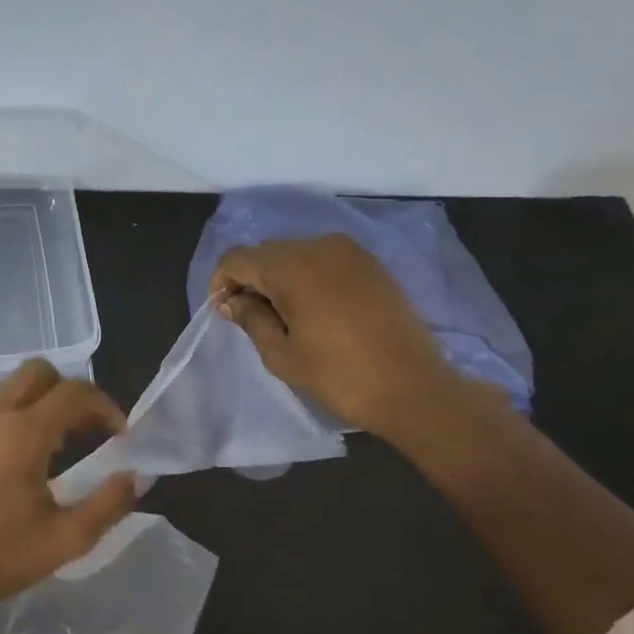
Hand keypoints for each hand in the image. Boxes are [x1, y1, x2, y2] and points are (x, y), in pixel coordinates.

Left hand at [0, 360, 139, 617]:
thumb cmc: (4, 558)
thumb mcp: (69, 539)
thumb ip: (110, 503)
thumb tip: (135, 476)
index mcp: (22, 434)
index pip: (74, 393)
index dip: (106, 407)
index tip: (120, 435)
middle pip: (37, 372)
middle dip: (69, 391)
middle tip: (86, 429)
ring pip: (8, 389)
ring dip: (39, 403)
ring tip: (55, 445)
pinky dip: (10, 421)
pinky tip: (15, 463)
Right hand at [211, 234, 471, 440]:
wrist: (412, 386)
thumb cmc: (339, 376)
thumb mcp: (282, 354)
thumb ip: (251, 319)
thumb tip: (232, 301)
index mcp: (292, 268)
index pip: (238, 258)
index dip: (221, 282)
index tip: (224, 312)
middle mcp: (320, 246)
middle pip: (266, 251)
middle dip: (250, 278)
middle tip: (250, 316)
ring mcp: (350, 251)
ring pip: (295, 251)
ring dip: (279, 276)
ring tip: (283, 314)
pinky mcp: (371, 263)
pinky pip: (324, 258)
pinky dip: (308, 275)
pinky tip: (313, 307)